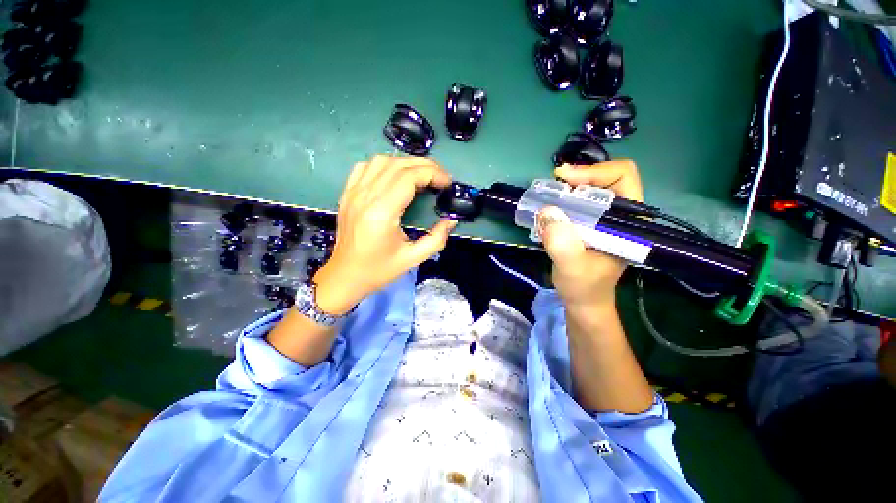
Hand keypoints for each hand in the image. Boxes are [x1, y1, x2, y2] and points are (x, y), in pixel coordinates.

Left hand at [313, 156, 455, 314]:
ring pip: (382, 161)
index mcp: (381, 212)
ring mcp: (353, 192)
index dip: (433, 174)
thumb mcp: (413, 259)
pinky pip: (366, 167)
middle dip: (425, 166)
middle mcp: (365, 196)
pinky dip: (385, 166)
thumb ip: (437, 239)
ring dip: (406, 164)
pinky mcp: (347, 193)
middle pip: (398, 165)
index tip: (447, 183)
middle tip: (441, 178)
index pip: (409, 177)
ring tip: (422, 176)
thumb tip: (451, 220)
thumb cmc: (379, 270)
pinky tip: (395, 176)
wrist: (345, 276)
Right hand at [538, 160, 643, 309]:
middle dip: (579, 176)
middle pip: (607, 178)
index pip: (622, 177)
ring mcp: (606, 219)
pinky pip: (579, 201)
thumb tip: (547, 211)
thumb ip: (562, 244)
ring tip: (549, 194)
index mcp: (629, 222)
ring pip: (592, 188)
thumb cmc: (583, 288)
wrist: (582, 301)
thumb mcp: (571, 269)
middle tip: (554, 184)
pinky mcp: (591, 224)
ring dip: (569, 187)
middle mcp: (621, 215)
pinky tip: (551, 205)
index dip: (594, 172)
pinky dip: (564, 198)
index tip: (564, 180)